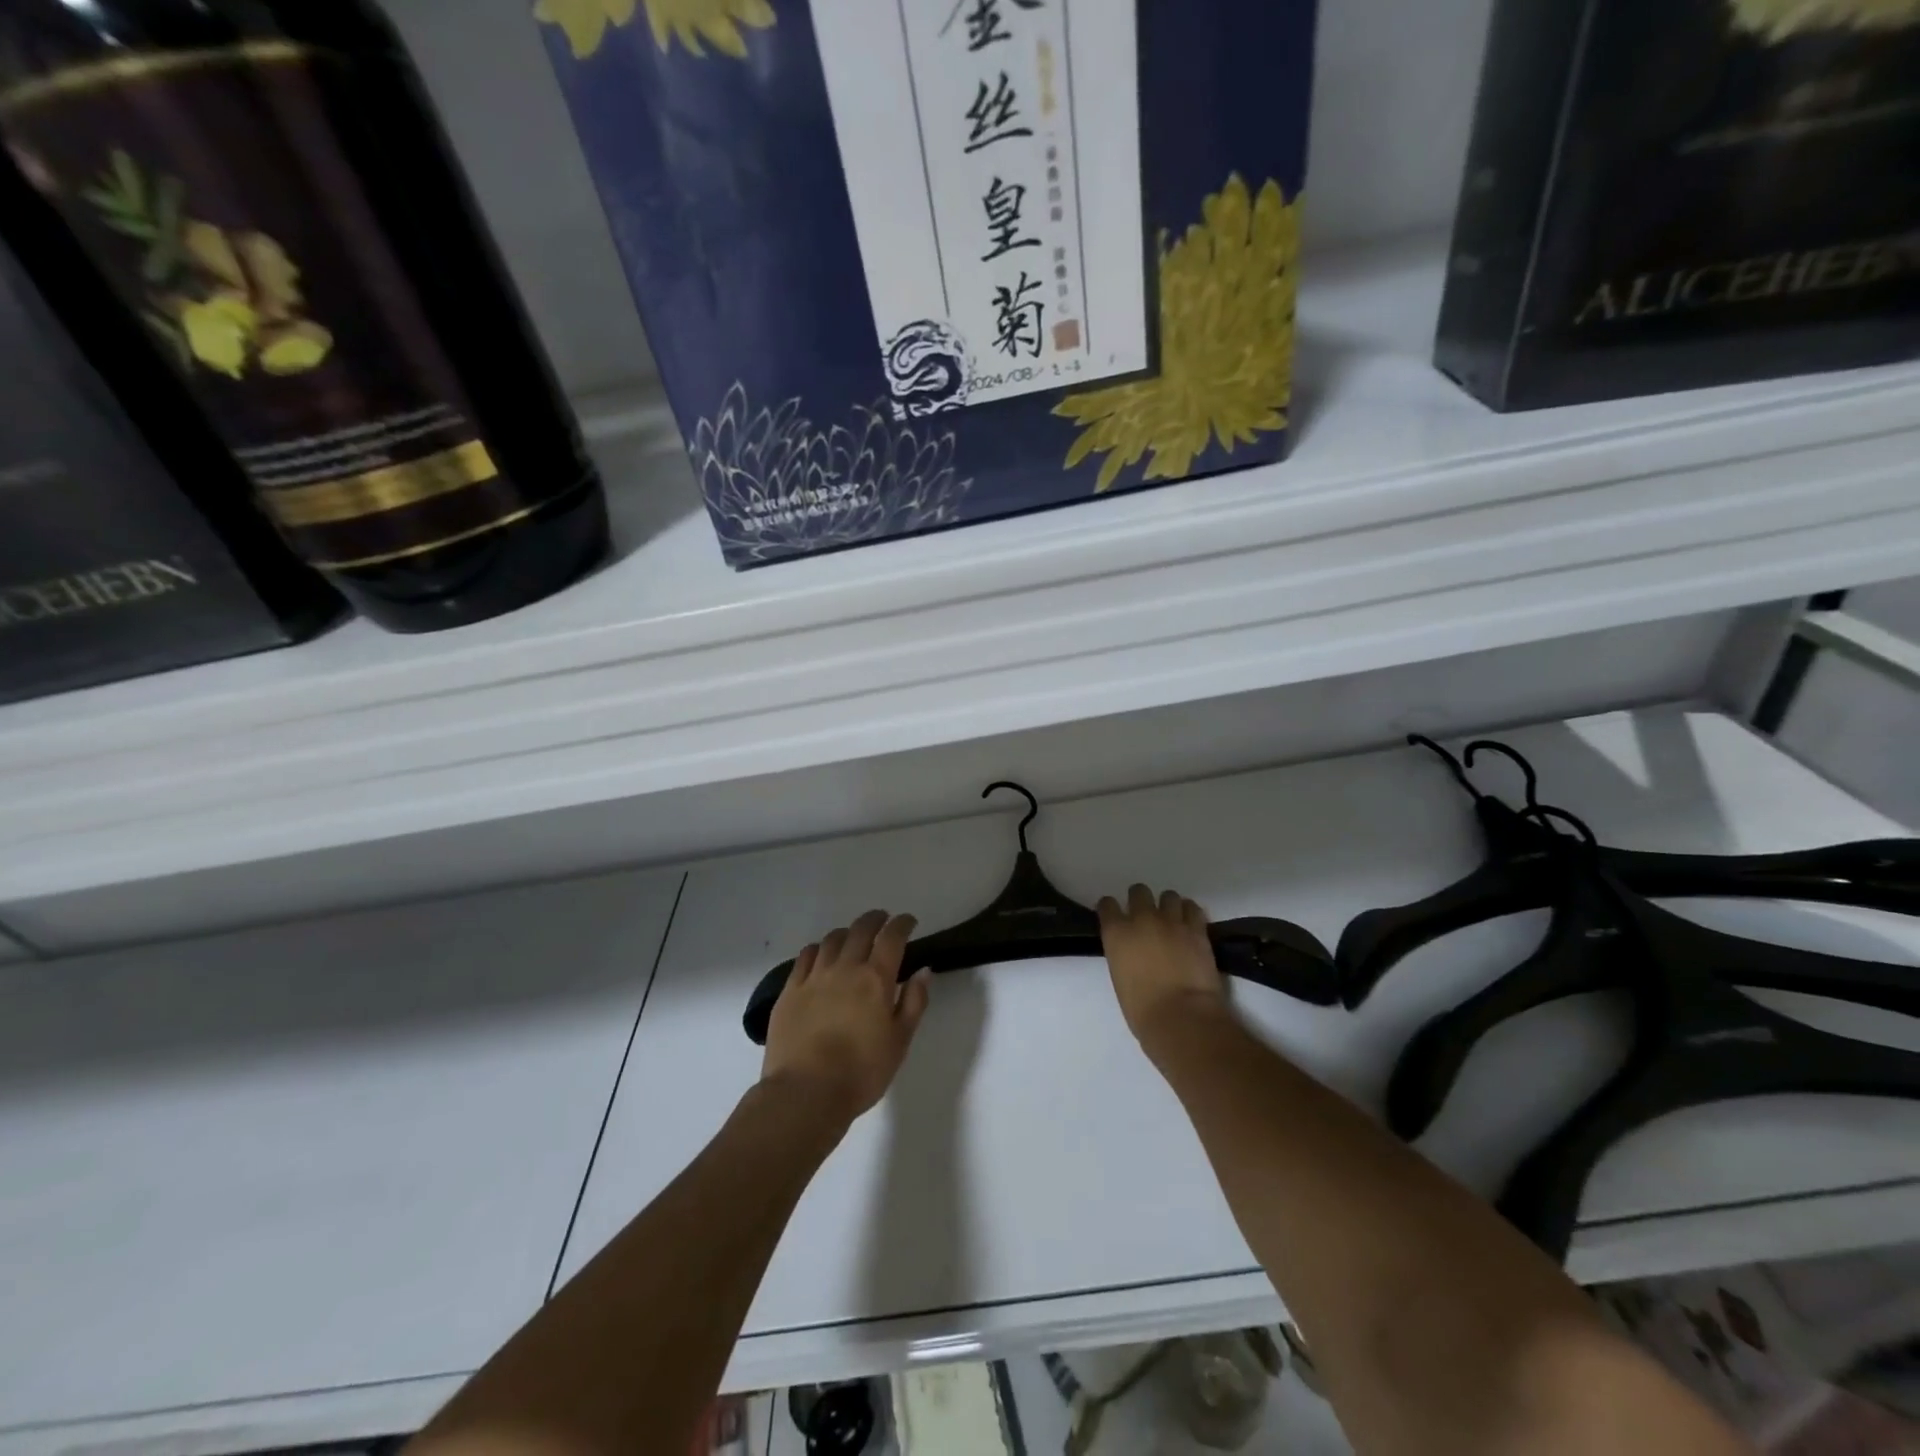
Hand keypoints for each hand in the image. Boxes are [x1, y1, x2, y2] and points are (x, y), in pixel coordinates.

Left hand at [762, 910, 931, 1123]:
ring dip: (847, 932)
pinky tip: (821, 954)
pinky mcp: (790, 989)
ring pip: (832, 939)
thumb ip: (914, 1002)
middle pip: (861, 929)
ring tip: (853, 937)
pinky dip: (819, 948)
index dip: (902, 924)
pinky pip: (806, 956)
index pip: (892, 937)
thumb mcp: (900, 1041)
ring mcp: (814, 976)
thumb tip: (922, 971)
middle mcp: (846, 967)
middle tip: (883, 920)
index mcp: (876, 978)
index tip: (909, 922)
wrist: (805, 1092)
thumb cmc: (861, 1072)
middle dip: (875, 919)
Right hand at [1097, 884, 1232, 1058]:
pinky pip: (1192, 908)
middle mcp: (1141, 919)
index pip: (1107, 905)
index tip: (1115, 917)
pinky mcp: (1197, 929)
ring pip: (1168, 895)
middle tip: (1146, 918)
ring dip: (1168, 906)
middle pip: (1139, 891)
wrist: (1181, 1017)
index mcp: (1116, 933)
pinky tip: (1189, 925)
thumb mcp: (1120, 977)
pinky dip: (1189, 913)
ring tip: (1172, 921)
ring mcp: (1171, 921)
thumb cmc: (1142, 1010)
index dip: (1111, 909)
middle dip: (1141, 901)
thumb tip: (1133, 952)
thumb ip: (1123, 955)